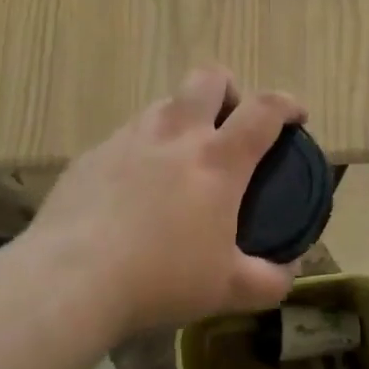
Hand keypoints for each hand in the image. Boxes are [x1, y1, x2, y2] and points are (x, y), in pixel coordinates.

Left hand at [28, 66, 302, 339]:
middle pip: (209, 78)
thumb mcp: (227, 289)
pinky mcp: (92, 154)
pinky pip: (127, 136)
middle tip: (229, 125)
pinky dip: (142, 151)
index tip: (297, 116)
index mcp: (217, 160)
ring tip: (180, 161)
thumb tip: (291, 269)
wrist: (71, 279)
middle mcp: (176, 135)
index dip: (288, 104)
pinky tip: (133, 191)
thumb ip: (270, 279)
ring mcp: (129, 138)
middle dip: (229, 90)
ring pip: (165, 104)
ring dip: (183, 119)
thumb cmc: (160, 279)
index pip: (264, 110)